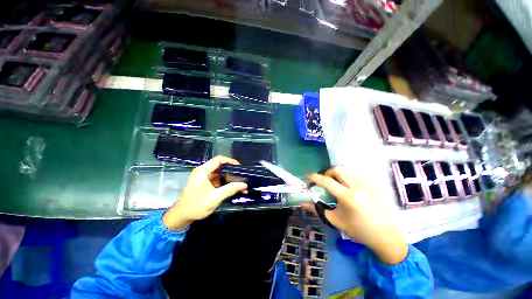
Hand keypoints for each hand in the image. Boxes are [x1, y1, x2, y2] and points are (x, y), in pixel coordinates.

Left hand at [163, 156, 246, 230]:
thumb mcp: (215, 197)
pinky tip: (234, 189)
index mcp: (203, 171)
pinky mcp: (206, 184)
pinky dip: (226, 184)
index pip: (218, 160)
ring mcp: (204, 178)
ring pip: (220, 174)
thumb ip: (230, 189)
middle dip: (232, 172)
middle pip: (220, 166)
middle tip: (242, 176)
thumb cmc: (196, 205)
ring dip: (230, 179)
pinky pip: (218, 180)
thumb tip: (244, 184)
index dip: (230, 161)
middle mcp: (203, 172)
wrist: (182, 217)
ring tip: (240, 184)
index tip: (239, 167)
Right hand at [302, 167, 407, 264]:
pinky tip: (347, 186)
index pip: (327, 181)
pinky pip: (355, 174)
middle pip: (338, 170)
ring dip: (337, 173)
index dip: (315, 177)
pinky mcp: (372, 185)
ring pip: (347, 170)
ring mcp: (366, 185)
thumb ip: (318, 210)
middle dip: (327, 173)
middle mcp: (357, 187)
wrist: (386, 236)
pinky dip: (346, 176)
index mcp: (347, 197)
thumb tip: (303, 204)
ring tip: (335, 183)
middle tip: (324, 181)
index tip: (308, 176)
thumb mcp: (335, 221)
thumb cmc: (359, 230)